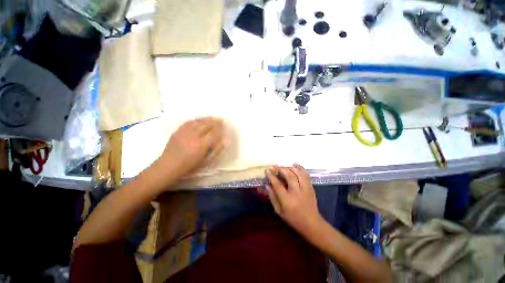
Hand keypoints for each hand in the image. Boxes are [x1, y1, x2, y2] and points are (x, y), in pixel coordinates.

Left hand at [158, 117, 224, 178]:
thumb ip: (215, 150)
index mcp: (201, 145)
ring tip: (212, 118)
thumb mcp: (205, 161)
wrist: (168, 166)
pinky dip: (195, 120)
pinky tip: (199, 120)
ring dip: (206, 119)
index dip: (220, 129)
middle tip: (221, 119)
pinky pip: (188, 122)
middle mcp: (194, 136)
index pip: (214, 133)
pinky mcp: (178, 131)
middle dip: (215, 121)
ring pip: (198, 122)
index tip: (225, 126)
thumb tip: (223, 142)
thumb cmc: (189, 166)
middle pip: (207, 125)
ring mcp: (185, 132)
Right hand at [265, 164, 324, 236]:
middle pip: (289, 176)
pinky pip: (306, 175)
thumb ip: (272, 197)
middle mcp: (297, 192)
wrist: (312, 223)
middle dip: (281, 169)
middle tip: (275, 166)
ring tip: (284, 166)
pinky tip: (295, 165)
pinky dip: (300, 168)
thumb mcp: (279, 211)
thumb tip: (267, 185)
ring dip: (290, 168)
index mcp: (287, 200)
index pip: (278, 185)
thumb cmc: (293, 218)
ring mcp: (305, 189)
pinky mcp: (311, 187)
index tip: (267, 170)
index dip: (271, 176)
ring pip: (298, 174)